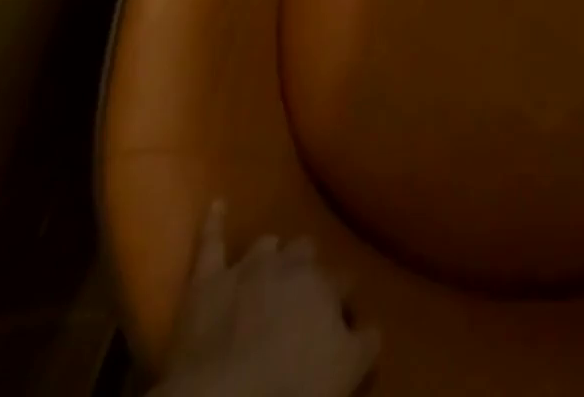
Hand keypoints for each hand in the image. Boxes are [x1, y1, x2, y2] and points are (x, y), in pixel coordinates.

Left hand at [154, 202, 380, 396]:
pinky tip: (217, 205)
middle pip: (305, 251)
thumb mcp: (345, 371)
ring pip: (266, 245)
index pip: (344, 282)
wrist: (228, 396)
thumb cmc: (294, 385)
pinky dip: (213, 223)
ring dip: (271, 252)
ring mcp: (247, 268)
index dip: (344, 298)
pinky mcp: (209, 281)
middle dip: (307, 264)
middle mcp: (289, 264)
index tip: (345, 311)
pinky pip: (210, 243)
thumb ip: (365, 343)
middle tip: (305, 288)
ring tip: (273, 260)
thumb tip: (375, 326)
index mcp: (324, 285)